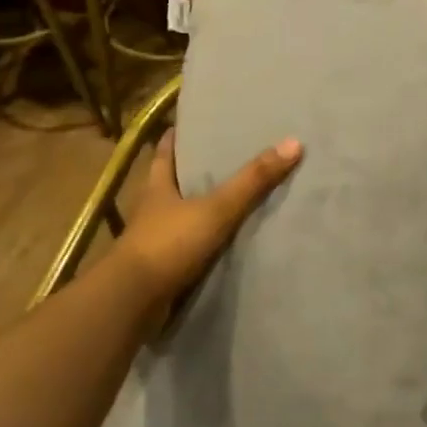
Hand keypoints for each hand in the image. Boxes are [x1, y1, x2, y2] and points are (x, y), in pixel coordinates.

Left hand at [109, 129, 301, 315]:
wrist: (132, 302)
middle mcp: (151, 210)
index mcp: (157, 188)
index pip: (164, 154)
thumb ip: (253, 180)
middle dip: (191, 172)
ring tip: (229, 198)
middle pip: (171, 183)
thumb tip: (293, 143)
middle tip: (221, 157)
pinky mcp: (160, 269)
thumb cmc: (169, 244)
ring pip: (178, 216)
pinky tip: (222, 241)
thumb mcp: (216, 208)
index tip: (186, 124)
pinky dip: (201, 242)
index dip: (174, 138)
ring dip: (197, 209)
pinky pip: (185, 247)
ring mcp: (153, 241)